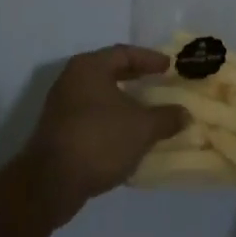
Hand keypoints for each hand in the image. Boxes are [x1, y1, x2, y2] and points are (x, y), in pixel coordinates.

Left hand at [20, 46, 189, 226]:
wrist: (50, 183)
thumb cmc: (99, 140)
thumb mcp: (142, 128)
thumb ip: (166, 117)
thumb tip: (184, 114)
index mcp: (89, 67)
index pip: (124, 53)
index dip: (149, 59)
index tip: (169, 67)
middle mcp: (72, 79)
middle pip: (109, 71)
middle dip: (136, 78)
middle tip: (159, 83)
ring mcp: (61, 106)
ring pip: (99, 95)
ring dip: (123, 101)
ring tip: (146, 110)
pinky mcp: (58, 131)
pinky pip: (91, 116)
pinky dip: (111, 119)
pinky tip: (126, 135)